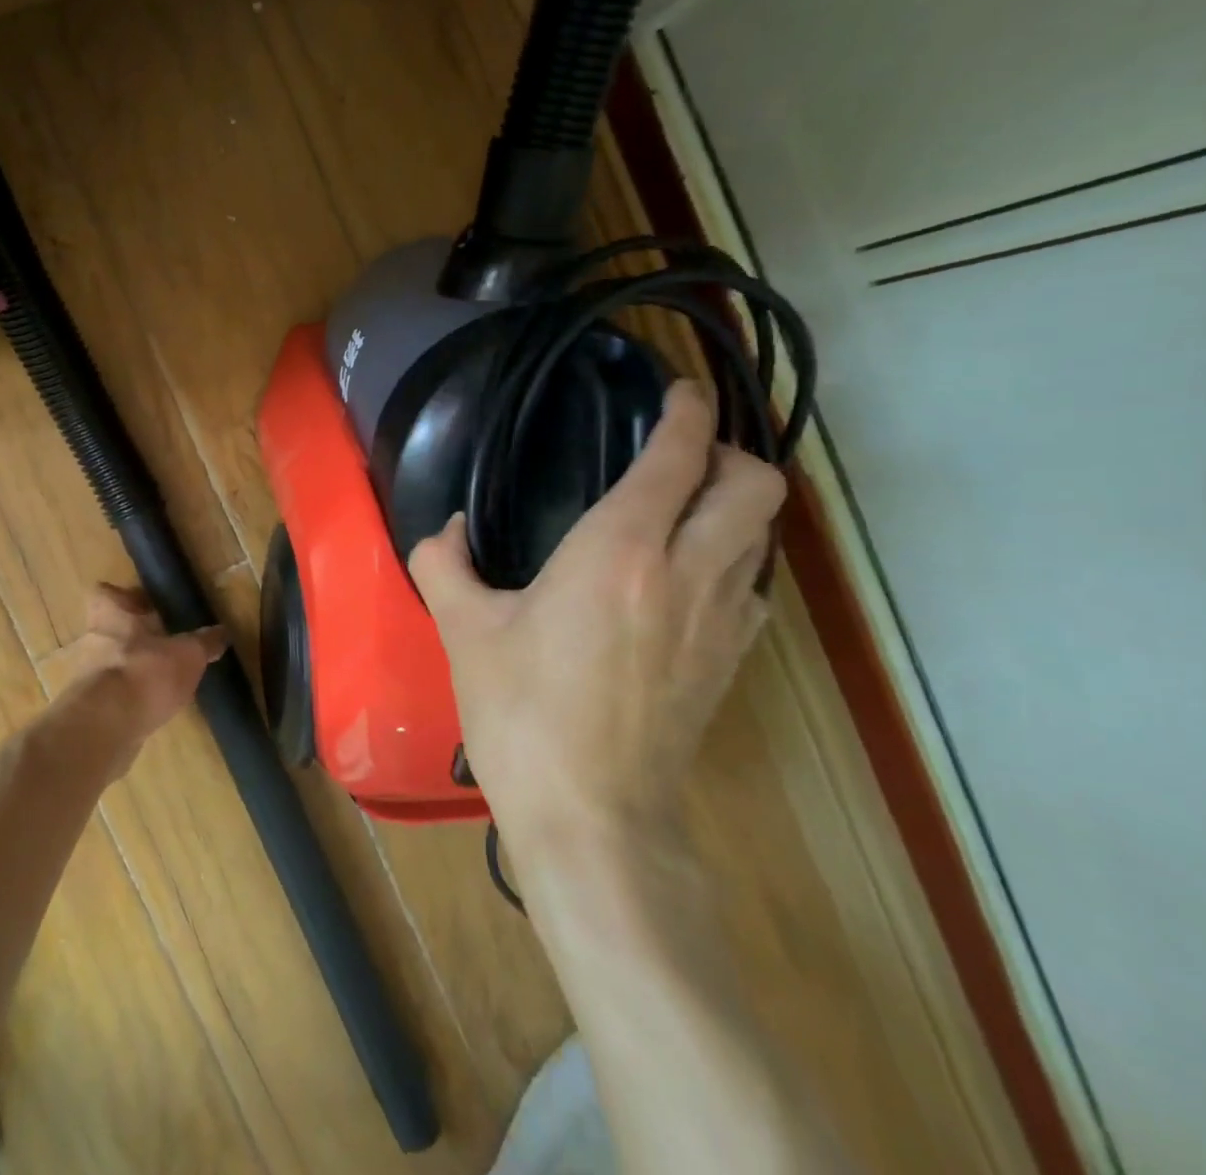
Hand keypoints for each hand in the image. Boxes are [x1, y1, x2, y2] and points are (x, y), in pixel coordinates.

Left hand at [50, 584, 227, 781]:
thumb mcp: (188, 655)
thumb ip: (204, 642)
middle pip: (110, 629)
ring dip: (133, 668)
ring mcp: (87, 676)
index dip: (125, 597)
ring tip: (164, 679)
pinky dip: (129, 698)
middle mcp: (92, 640)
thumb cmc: (146, 673)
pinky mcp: (89, 709)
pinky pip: (111, 694)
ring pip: (111, 662)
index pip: (106, 592)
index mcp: (111, 615)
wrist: (106, 728)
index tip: (147, 606)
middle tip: (164, 644)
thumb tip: (222, 632)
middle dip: (134, 636)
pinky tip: (154, 706)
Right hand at [408, 381, 784, 845]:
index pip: (679, 458)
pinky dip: (731, 562)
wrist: (592, 817)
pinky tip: (686, 581)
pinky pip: (751, 587)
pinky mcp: (731, 664)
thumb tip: (447, 531)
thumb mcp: (464, 630)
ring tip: (685, 509)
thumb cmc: (523, 712)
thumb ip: (443, 563)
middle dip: (730, 454)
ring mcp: (721, 622)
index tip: (681, 389)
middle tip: (682, 456)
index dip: (688, 412)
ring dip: (734, 507)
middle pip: (755, 486)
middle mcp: (688, 574)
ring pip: (762, 535)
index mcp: (619, 552)